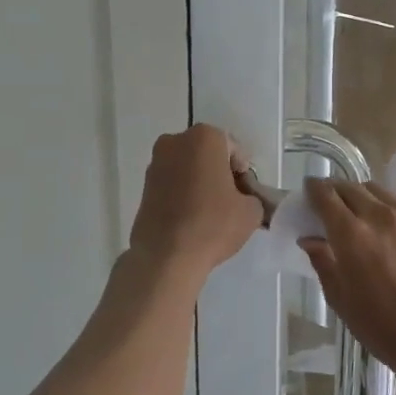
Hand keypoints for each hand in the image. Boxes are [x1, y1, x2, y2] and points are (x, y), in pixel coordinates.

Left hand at [128, 124, 262, 276]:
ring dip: (200, 182)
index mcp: (204, 138)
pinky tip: (191, 217)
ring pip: (188, 167)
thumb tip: (243, 199)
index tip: (245, 194)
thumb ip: (252, 196)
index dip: (243, 172)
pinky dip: (183, 193)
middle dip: (219, 172)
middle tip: (230, 201)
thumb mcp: (251, 211)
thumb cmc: (213, 225)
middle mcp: (175, 142)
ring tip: (209, 212)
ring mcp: (155, 164)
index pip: (233, 149)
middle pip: (207, 154)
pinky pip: (172, 183)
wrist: (166, 256)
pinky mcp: (143, 186)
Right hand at [300, 180, 395, 381]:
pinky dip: (389, 207)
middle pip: (351, 188)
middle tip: (331, 203)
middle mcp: (380, 216)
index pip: (326, 196)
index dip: (314, 189)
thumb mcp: (339, 297)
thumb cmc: (378, 324)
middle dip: (337, 191)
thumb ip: (322, 260)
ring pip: (379, 191)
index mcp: (351, 234)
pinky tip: (389, 224)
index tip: (309, 190)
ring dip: (363, 197)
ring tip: (361, 212)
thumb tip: (309, 238)